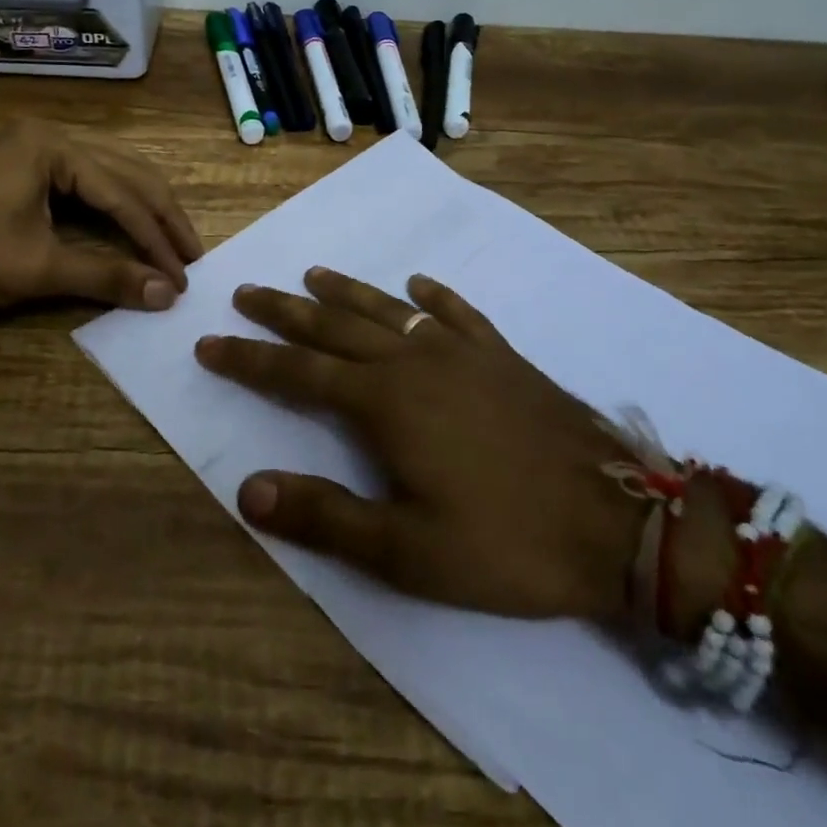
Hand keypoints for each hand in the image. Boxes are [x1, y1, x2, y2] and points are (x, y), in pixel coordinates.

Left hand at [0, 120, 202, 314]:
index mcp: (52, 146)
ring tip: (171, 243)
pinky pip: (85, 183)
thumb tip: (168, 295)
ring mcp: (33, 149)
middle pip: (124, 173)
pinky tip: (131, 227)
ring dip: (140, 210)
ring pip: (108, 174)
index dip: (155, 237)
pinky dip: (112, 208)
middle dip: (159, 216)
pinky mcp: (23, 168)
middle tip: (192, 255)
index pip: (121, 193)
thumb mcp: (38, 268)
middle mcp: (49, 135)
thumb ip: (107, 275)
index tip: (183, 274)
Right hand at [194, 268, 653, 623]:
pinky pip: (459, 314)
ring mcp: (462, 353)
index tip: (210, 342)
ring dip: (346, 292)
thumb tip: (247, 490)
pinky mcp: (503, 357)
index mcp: (383, 402)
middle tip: (248, 292)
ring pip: (388, 310)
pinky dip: (434, 297)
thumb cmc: (505, 543)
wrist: (617, 522)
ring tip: (312, 275)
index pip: (296, 373)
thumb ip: (324, 517)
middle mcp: (414, 362)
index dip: (249, 359)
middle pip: (334, 327)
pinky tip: (420, 286)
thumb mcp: (406, 551)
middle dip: (285, 311)